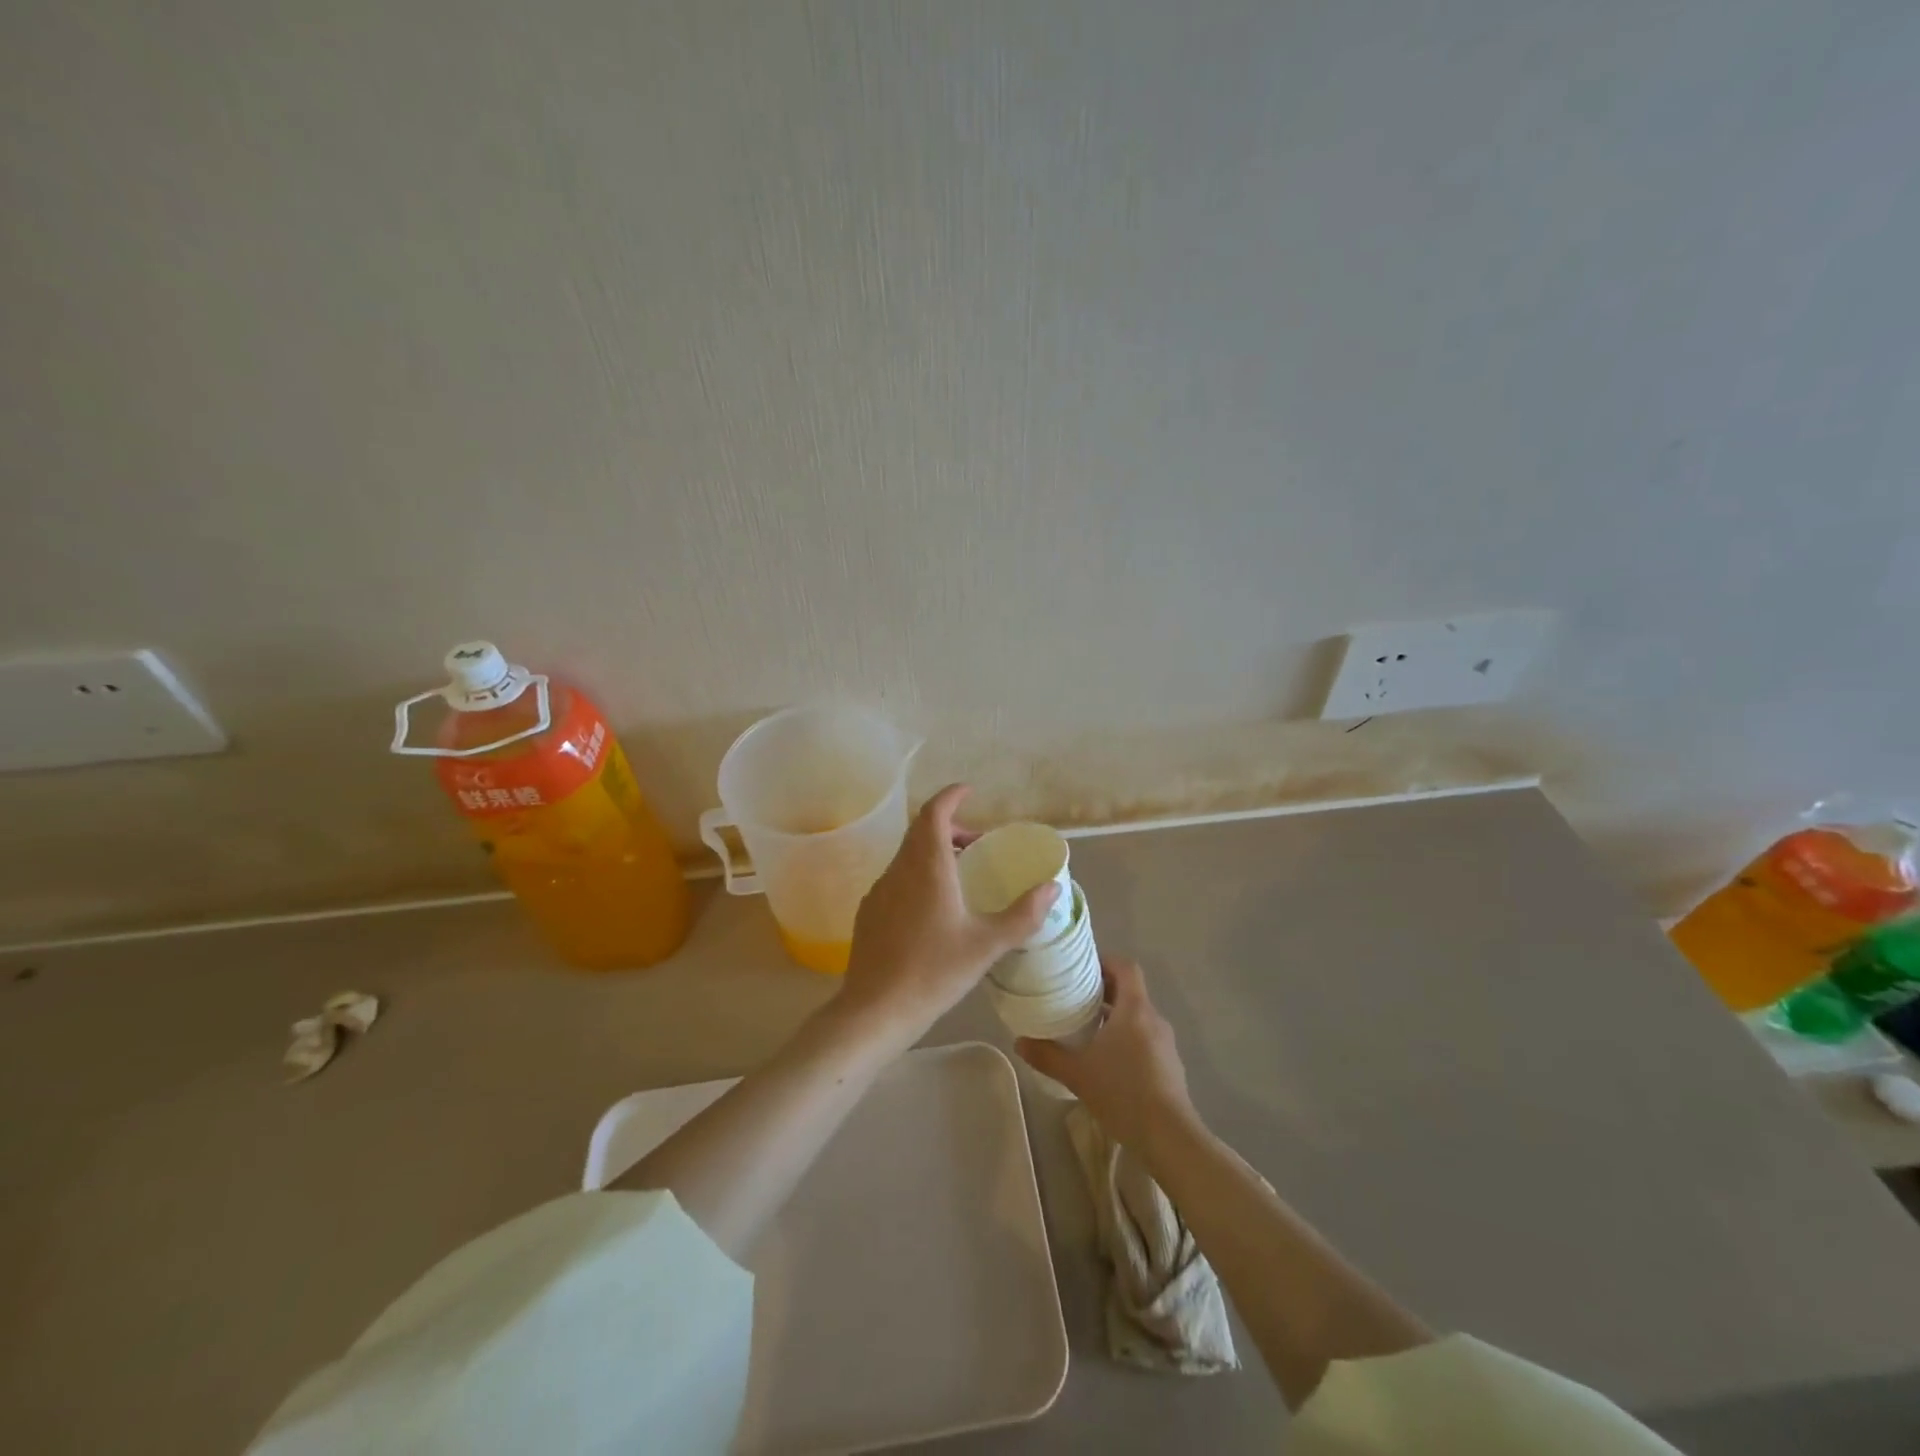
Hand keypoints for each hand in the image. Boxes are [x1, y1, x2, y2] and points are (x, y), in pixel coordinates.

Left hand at [836, 784, 1059, 1054]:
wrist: (875, 1010)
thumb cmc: (934, 971)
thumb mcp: (987, 945)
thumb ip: (1023, 914)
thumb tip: (1052, 888)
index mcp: (927, 867)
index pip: (934, 812)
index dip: (951, 796)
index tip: (969, 792)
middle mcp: (899, 869)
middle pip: (921, 831)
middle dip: (948, 826)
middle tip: (976, 842)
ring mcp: (879, 890)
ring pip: (907, 855)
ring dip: (933, 852)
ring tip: (960, 875)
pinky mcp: (869, 912)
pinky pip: (897, 878)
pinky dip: (918, 875)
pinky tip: (933, 908)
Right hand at [1017, 957, 1196, 1151]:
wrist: (1170, 1138)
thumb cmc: (1123, 1093)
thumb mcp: (1077, 1074)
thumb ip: (1047, 1055)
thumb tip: (1019, 1041)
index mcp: (1135, 1009)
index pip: (1125, 967)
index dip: (1105, 961)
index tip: (1081, 969)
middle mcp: (1153, 1018)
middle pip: (1130, 990)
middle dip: (1104, 990)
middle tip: (1075, 998)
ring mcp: (1165, 1043)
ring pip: (1138, 1016)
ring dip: (1115, 1016)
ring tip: (1087, 1029)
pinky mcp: (1170, 1065)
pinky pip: (1145, 1038)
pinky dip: (1127, 1038)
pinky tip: (1108, 1061)